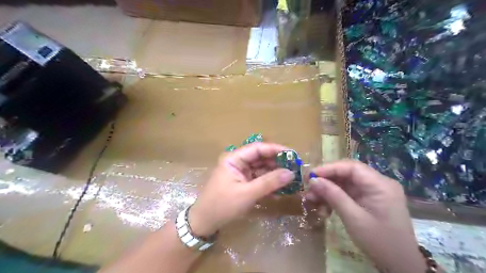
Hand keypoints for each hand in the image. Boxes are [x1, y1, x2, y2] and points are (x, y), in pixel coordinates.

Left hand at [188, 143, 293, 236]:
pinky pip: (259, 179)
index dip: (275, 149)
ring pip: (261, 168)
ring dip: (275, 173)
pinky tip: (281, 187)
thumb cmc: (223, 205)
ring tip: (292, 178)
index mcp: (234, 159)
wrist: (205, 222)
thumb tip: (291, 173)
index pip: (257, 148)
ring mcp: (240, 173)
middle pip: (260, 157)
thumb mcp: (247, 193)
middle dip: (277, 162)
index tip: (292, 154)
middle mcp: (237, 162)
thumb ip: (269, 182)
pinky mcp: (243, 183)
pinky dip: (269, 182)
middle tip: (295, 167)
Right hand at [307, 160, 425, 271]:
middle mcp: (378, 183)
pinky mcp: (369, 199)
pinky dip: (335, 198)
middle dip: (326, 180)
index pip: (351, 167)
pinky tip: (324, 208)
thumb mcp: (353, 218)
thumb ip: (333, 196)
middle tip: (309, 188)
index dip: (329, 168)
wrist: (400, 266)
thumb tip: (313, 180)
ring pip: (345, 183)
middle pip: (347, 173)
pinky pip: (348, 193)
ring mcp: (374, 191)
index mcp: (380, 184)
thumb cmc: (379, 242)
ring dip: (328, 190)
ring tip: (312, 200)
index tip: (311, 176)